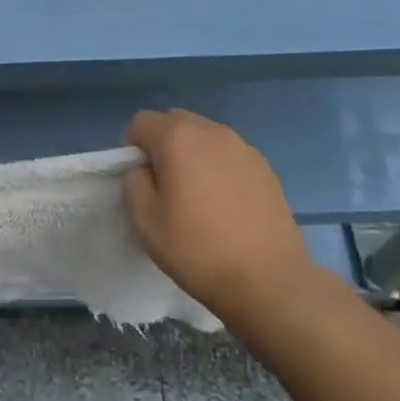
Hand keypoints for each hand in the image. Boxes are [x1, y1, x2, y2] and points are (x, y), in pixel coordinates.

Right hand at [122, 109, 306, 321]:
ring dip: (191, 153)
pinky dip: (217, 166)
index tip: (138, 179)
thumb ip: (133, 182)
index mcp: (178, 138)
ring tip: (196, 195)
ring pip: (203, 135)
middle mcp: (211, 131)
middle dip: (161, 144)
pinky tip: (224, 203)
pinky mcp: (264, 166)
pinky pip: (228, 153)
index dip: (131, 147)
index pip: (141, 121)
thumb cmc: (197, 249)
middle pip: (174, 121)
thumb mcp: (145, 221)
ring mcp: (242, 146)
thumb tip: (143, 170)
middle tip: (164, 185)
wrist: (268, 279)